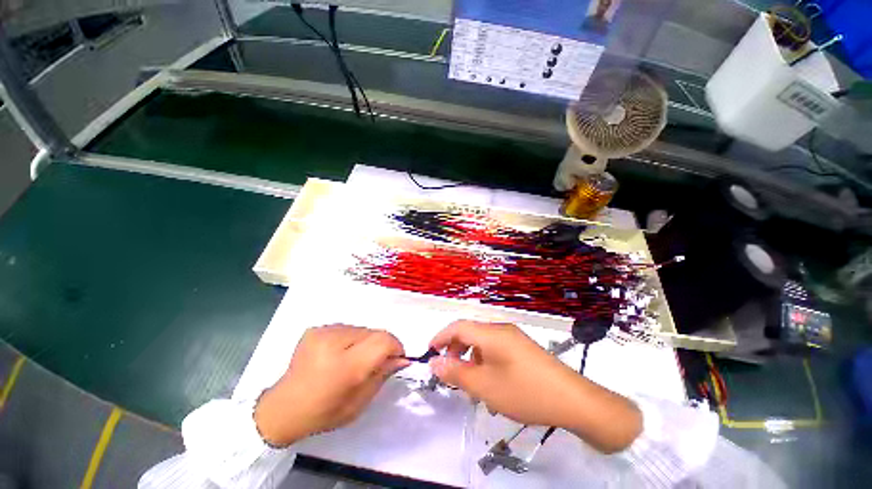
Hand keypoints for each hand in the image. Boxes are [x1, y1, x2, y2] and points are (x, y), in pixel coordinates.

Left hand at [254, 325, 408, 446]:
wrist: (283, 408)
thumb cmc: (323, 412)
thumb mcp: (359, 403)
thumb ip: (382, 375)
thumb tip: (401, 358)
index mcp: (345, 366)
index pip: (383, 341)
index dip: (395, 346)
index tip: (397, 358)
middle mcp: (334, 341)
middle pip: (373, 332)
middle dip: (380, 345)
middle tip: (374, 362)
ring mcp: (323, 332)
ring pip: (361, 329)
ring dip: (365, 342)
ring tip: (353, 359)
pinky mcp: (316, 329)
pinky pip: (346, 328)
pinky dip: (350, 339)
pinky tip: (338, 354)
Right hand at [429, 320, 641, 452]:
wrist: (574, 401)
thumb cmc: (524, 392)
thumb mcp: (484, 387)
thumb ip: (455, 373)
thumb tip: (434, 363)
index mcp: (491, 333)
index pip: (458, 327)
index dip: (441, 337)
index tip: (429, 352)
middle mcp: (501, 330)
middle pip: (470, 333)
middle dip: (455, 350)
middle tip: (449, 372)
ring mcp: (514, 339)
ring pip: (483, 344)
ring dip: (471, 359)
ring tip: (469, 384)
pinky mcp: (523, 350)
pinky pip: (496, 351)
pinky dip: (485, 363)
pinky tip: (490, 385)